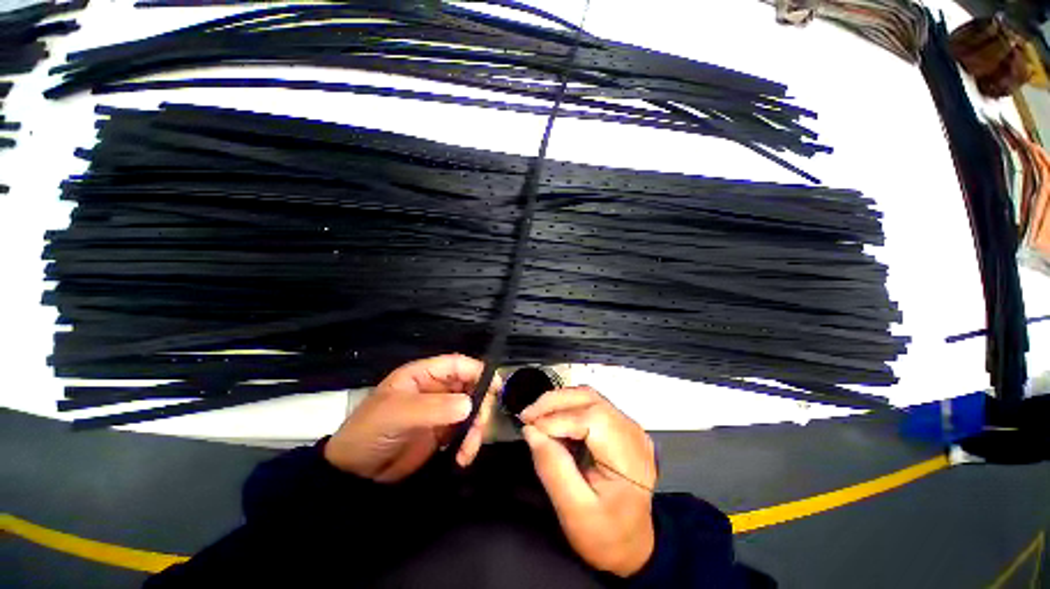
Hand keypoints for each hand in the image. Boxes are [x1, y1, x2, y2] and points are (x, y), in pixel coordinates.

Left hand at [323, 354, 499, 481]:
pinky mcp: (443, 432)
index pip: (458, 365)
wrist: (354, 475)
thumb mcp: (398, 414)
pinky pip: (466, 430)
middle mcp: (436, 389)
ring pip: (472, 409)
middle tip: (480, 426)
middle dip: (480, 405)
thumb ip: (435, 407)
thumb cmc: (370, 432)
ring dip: (476, 428)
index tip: (495, 388)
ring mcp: (441, 411)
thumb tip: (470, 404)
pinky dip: (469, 442)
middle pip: (471, 387)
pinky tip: (463, 457)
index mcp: (423, 375)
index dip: (478, 371)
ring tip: (468, 450)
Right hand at [520, 386, 656, 576]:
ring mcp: (627, 426)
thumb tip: (530, 430)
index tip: (529, 427)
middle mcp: (632, 432)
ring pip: (588, 396)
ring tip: (535, 417)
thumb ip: (552, 468)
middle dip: (554, 402)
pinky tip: (552, 421)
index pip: (592, 419)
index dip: (557, 418)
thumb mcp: (574, 511)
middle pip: (590, 398)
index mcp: (630, 457)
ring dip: (559, 402)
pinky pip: (589, 404)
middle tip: (527, 415)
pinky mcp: (618, 425)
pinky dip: (567, 408)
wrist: (631, 544)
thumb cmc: (605, 535)